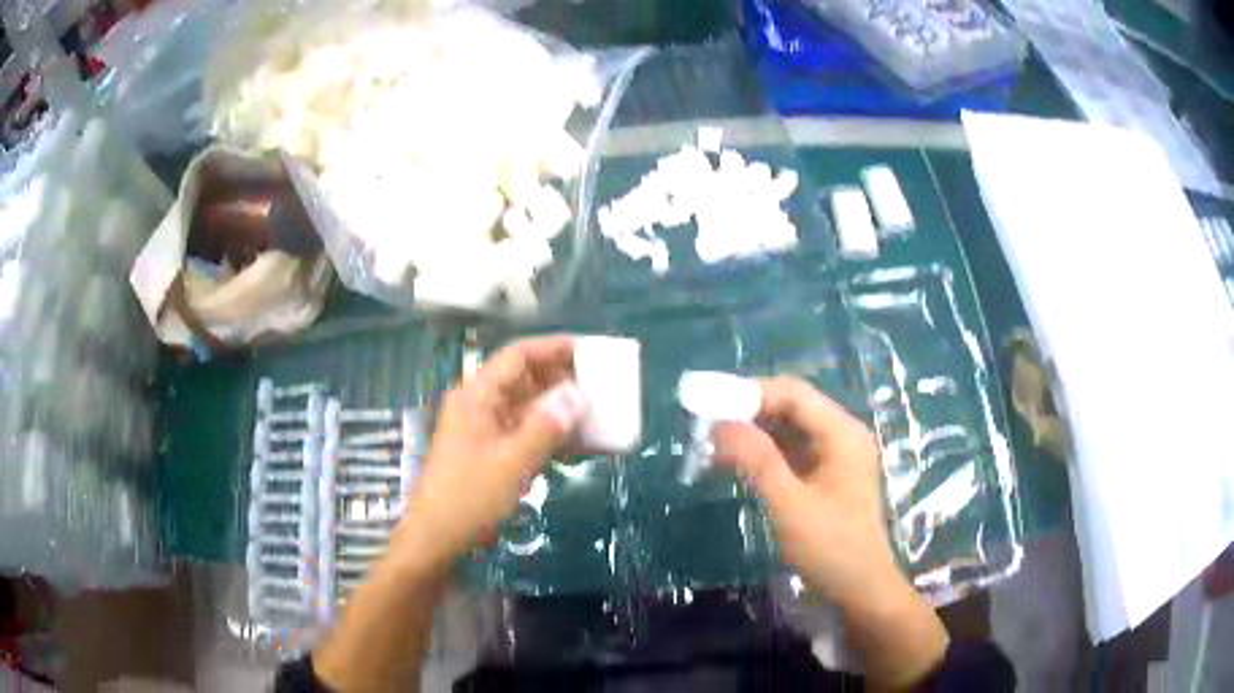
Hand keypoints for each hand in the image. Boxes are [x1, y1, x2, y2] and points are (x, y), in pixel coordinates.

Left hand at [393, 335, 586, 576]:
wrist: (436, 539)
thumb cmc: (469, 498)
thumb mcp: (512, 463)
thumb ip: (545, 427)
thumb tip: (576, 394)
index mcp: (477, 396)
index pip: (518, 356)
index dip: (553, 348)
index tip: (589, 351)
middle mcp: (480, 406)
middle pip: (524, 379)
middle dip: (562, 380)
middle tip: (601, 385)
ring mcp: (484, 430)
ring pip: (527, 408)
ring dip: (559, 411)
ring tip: (597, 414)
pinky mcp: (489, 453)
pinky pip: (525, 434)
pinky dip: (549, 436)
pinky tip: (578, 447)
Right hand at [714, 377, 947, 687]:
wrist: (861, 591)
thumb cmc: (831, 548)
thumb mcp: (790, 505)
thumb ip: (757, 461)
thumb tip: (719, 424)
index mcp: (842, 433)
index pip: (792, 394)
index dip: (749, 394)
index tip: (709, 409)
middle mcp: (841, 435)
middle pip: (791, 407)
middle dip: (748, 414)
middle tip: (705, 430)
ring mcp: (835, 456)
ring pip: (789, 430)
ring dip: (753, 435)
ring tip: (713, 447)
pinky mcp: (826, 477)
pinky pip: (791, 452)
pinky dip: (764, 455)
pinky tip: (736, 465)